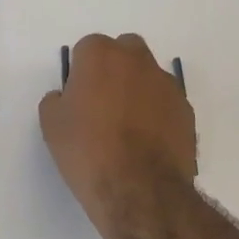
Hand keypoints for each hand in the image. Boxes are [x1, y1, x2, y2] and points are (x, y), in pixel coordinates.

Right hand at [39, 33, 196, 238]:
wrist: (139, 190)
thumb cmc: (87, 151)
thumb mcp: (51, 125)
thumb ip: (57, 100)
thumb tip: (67, 97)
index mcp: (100, 55)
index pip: (88, 48)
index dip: (82, 72)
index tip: (79, 97)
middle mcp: (137, 60)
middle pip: (124, 51)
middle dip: (115, 69)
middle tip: (103, 103)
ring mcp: (166, 84)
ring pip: (149, 76)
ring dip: (138, 90)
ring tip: (128, 128)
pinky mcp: (186, 110)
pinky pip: (166, 102)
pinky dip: (158, 114)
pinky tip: (147, 143)